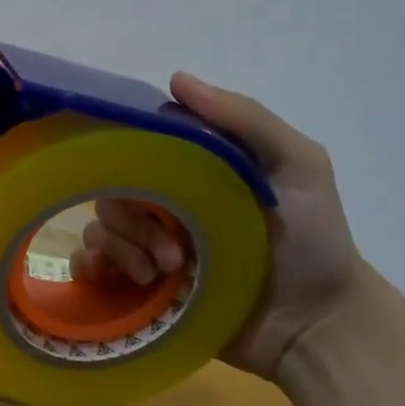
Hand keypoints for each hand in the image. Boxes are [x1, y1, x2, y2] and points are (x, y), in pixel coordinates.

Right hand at [71, 72, 362, 377]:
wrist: (316, 326)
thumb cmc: (313, 241)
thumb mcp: (298, 165)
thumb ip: (245, 120)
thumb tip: (176, 79)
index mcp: (190, 175)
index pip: (135, 152)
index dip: (130, 161)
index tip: (146, 182)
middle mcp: (163, 207)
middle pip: (110, 194)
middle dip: (135, 224)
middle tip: (174, 255)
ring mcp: (147, 250)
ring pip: (98, 231)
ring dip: (122, 251)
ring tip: (164, 276)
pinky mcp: (136, 291)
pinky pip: (88, 269)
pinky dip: (91, 269)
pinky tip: (124, 281)